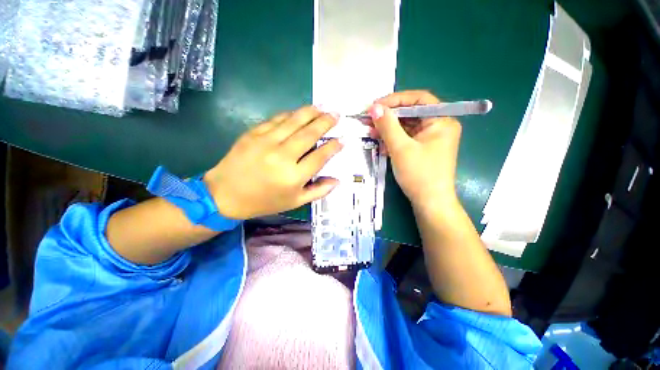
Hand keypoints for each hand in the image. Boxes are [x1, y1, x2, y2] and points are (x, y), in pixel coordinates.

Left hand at [203, 106, 342, 219]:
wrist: (225, 194)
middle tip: (336, 115)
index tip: (342, 140)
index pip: (320, 157)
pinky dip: (290, 114)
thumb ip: (318, 191)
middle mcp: (283, 157)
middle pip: (309, 134)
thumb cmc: (264, 201)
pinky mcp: (253, 134)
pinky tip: (299, 112)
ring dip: (310, 112)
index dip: (333, 147)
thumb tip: (337, 181)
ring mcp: (266, 142)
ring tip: (323, 107)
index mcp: (294, 177)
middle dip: (325, 123)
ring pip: (294, 122)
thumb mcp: (295, 202)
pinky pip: (276, 120)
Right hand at [367, 90, 461, 207]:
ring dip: (388, 129)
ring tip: (370, 132)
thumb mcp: (401, 148)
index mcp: (441, 120)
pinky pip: (406, 138)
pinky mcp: (422, 149)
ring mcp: (430, 139)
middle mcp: (438, 126)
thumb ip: (387, 126)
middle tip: (369, 119)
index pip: (418, 99)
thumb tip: (374, 107)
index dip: (395, 99)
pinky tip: (380, 145)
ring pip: (406, 127)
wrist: (429, 203)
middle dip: (388, 117)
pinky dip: (392, 140)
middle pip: (411, 113)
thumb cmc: (419, 174)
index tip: (375, 106)